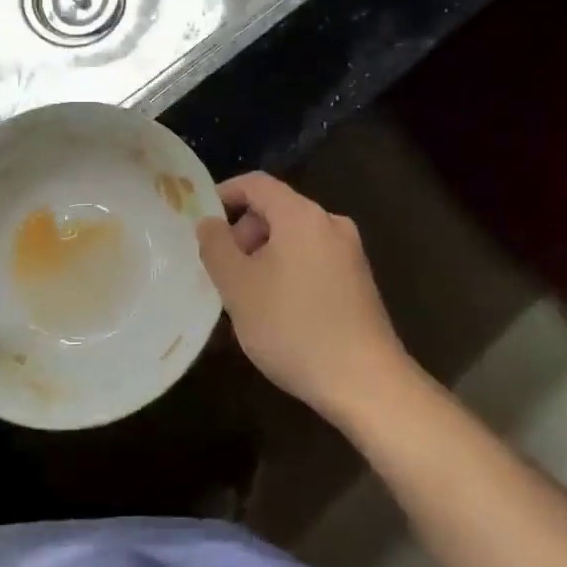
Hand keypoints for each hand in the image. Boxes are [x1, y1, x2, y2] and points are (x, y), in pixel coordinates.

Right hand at [196, 172, 410, 423]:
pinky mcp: (359, 280)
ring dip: (264, 256)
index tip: (201, 221)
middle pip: (277, 210)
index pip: (257, 183)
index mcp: (302, 215)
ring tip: (248, 297)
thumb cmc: (293, 328)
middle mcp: (330, 223)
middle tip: (224, 273)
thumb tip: (209, 222)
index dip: (225, 194)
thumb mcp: (238, 287)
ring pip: (294, 238)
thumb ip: (216, 247)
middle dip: (244, 233)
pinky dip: (288, 270)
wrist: (365, 382)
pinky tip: (279, 311)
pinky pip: (312, 258)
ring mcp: (350, 252)